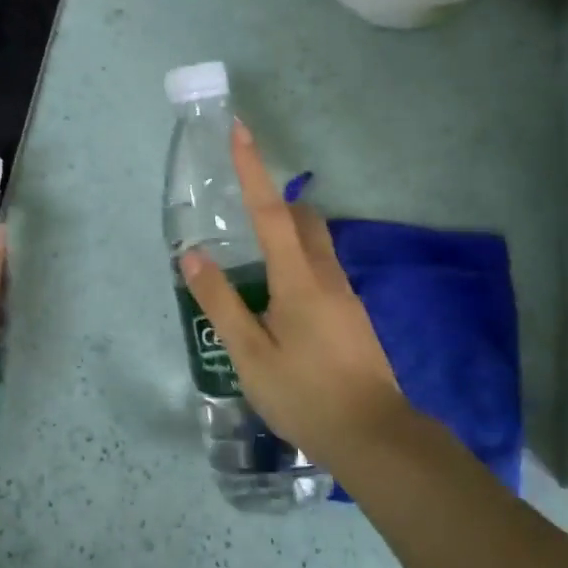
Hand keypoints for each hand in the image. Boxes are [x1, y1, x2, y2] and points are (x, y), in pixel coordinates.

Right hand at [179, 122, 410, 468]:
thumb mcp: (248, 353)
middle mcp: (327, 276)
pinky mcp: (353, 317)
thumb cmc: (304, 394)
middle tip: (240, 214)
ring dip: (286, 236)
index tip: (240, 129)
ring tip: (252, 268)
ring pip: (315, 246)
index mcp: (299, 278)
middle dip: (274, 202)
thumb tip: (193, 256)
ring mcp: (345, 296)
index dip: (253, 168)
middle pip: (302, 220)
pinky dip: (297, 265)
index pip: (271, 210)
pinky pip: (322, 272)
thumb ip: (219, 302)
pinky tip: (278, 306)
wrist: (374, 438)